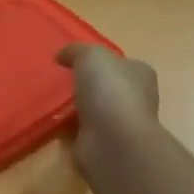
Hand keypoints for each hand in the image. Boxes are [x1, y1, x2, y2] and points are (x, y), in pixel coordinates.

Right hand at [57, 44, 160, 169]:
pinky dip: (71, 127)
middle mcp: (136, 97)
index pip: (121, 63)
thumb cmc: (109, 90)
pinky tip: (55, 121)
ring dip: (78, 106)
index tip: (74, 62)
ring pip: (96, 108)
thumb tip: (61, 56)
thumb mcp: (90, 55)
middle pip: (108, 86)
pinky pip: (84, 129)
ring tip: (53, 101)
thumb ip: (75, 51)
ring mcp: (122, 122)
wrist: (114, 139)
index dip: (100, 61)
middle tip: (60, 81)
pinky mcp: (106, 142)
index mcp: (140, 73)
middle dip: (88, 84)